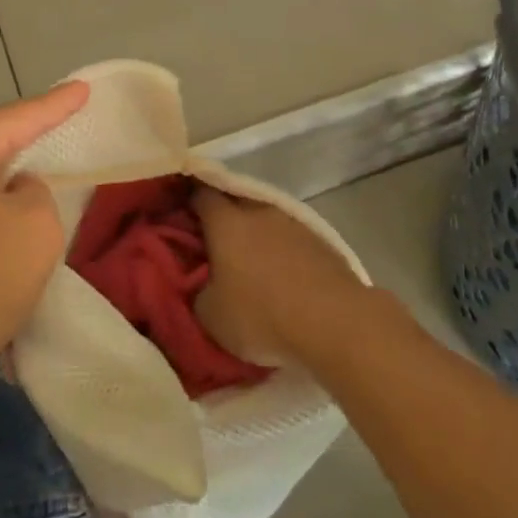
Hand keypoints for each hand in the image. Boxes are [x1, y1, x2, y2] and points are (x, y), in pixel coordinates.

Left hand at [0, 82, 88, 397]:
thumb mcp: (34, 230)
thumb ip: (39, 195)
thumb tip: (15, 192)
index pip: (21, 116)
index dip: (58, 104)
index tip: (84, 88)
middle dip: (29, 142)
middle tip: (65, 133)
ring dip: (8, 191)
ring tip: (42, 187)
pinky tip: (3, 239)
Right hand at [191, 187, 366, 368]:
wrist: (335, 323)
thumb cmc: (261, 315)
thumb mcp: (211, 317)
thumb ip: (199, 293)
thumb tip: (204, 286)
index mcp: (226, 222)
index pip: (201, 195)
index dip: (189, 202)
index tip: (182, 216)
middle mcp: (259, 212)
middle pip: (235, 202)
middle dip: (223, 218)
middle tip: (214, 243)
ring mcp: (294, 224)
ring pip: (266, 220)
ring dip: (257, 235)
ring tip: (252, 263)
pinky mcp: (322, 242)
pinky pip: (291, 239)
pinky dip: (283, 251)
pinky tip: (284, 275)